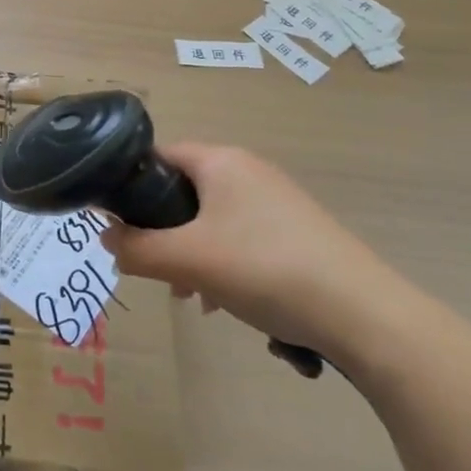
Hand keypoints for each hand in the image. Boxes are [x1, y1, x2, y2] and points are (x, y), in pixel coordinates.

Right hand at [100, 142, 404, 357]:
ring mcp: (276, 201)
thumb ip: (136, 248)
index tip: (116, 223)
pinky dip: (224, 264)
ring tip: (191, 296)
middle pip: (184, 191)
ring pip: (212, 220)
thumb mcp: (188, 260)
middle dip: (162, 231)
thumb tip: (106, 239)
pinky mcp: (297, 232)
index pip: (158, 156)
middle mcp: (248, 170)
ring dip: (192, 254)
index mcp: (221, 161)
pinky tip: (227, 303)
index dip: (130, 186)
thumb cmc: (264, 269)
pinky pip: (242, 238)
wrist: (364, 315)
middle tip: (154, 268)